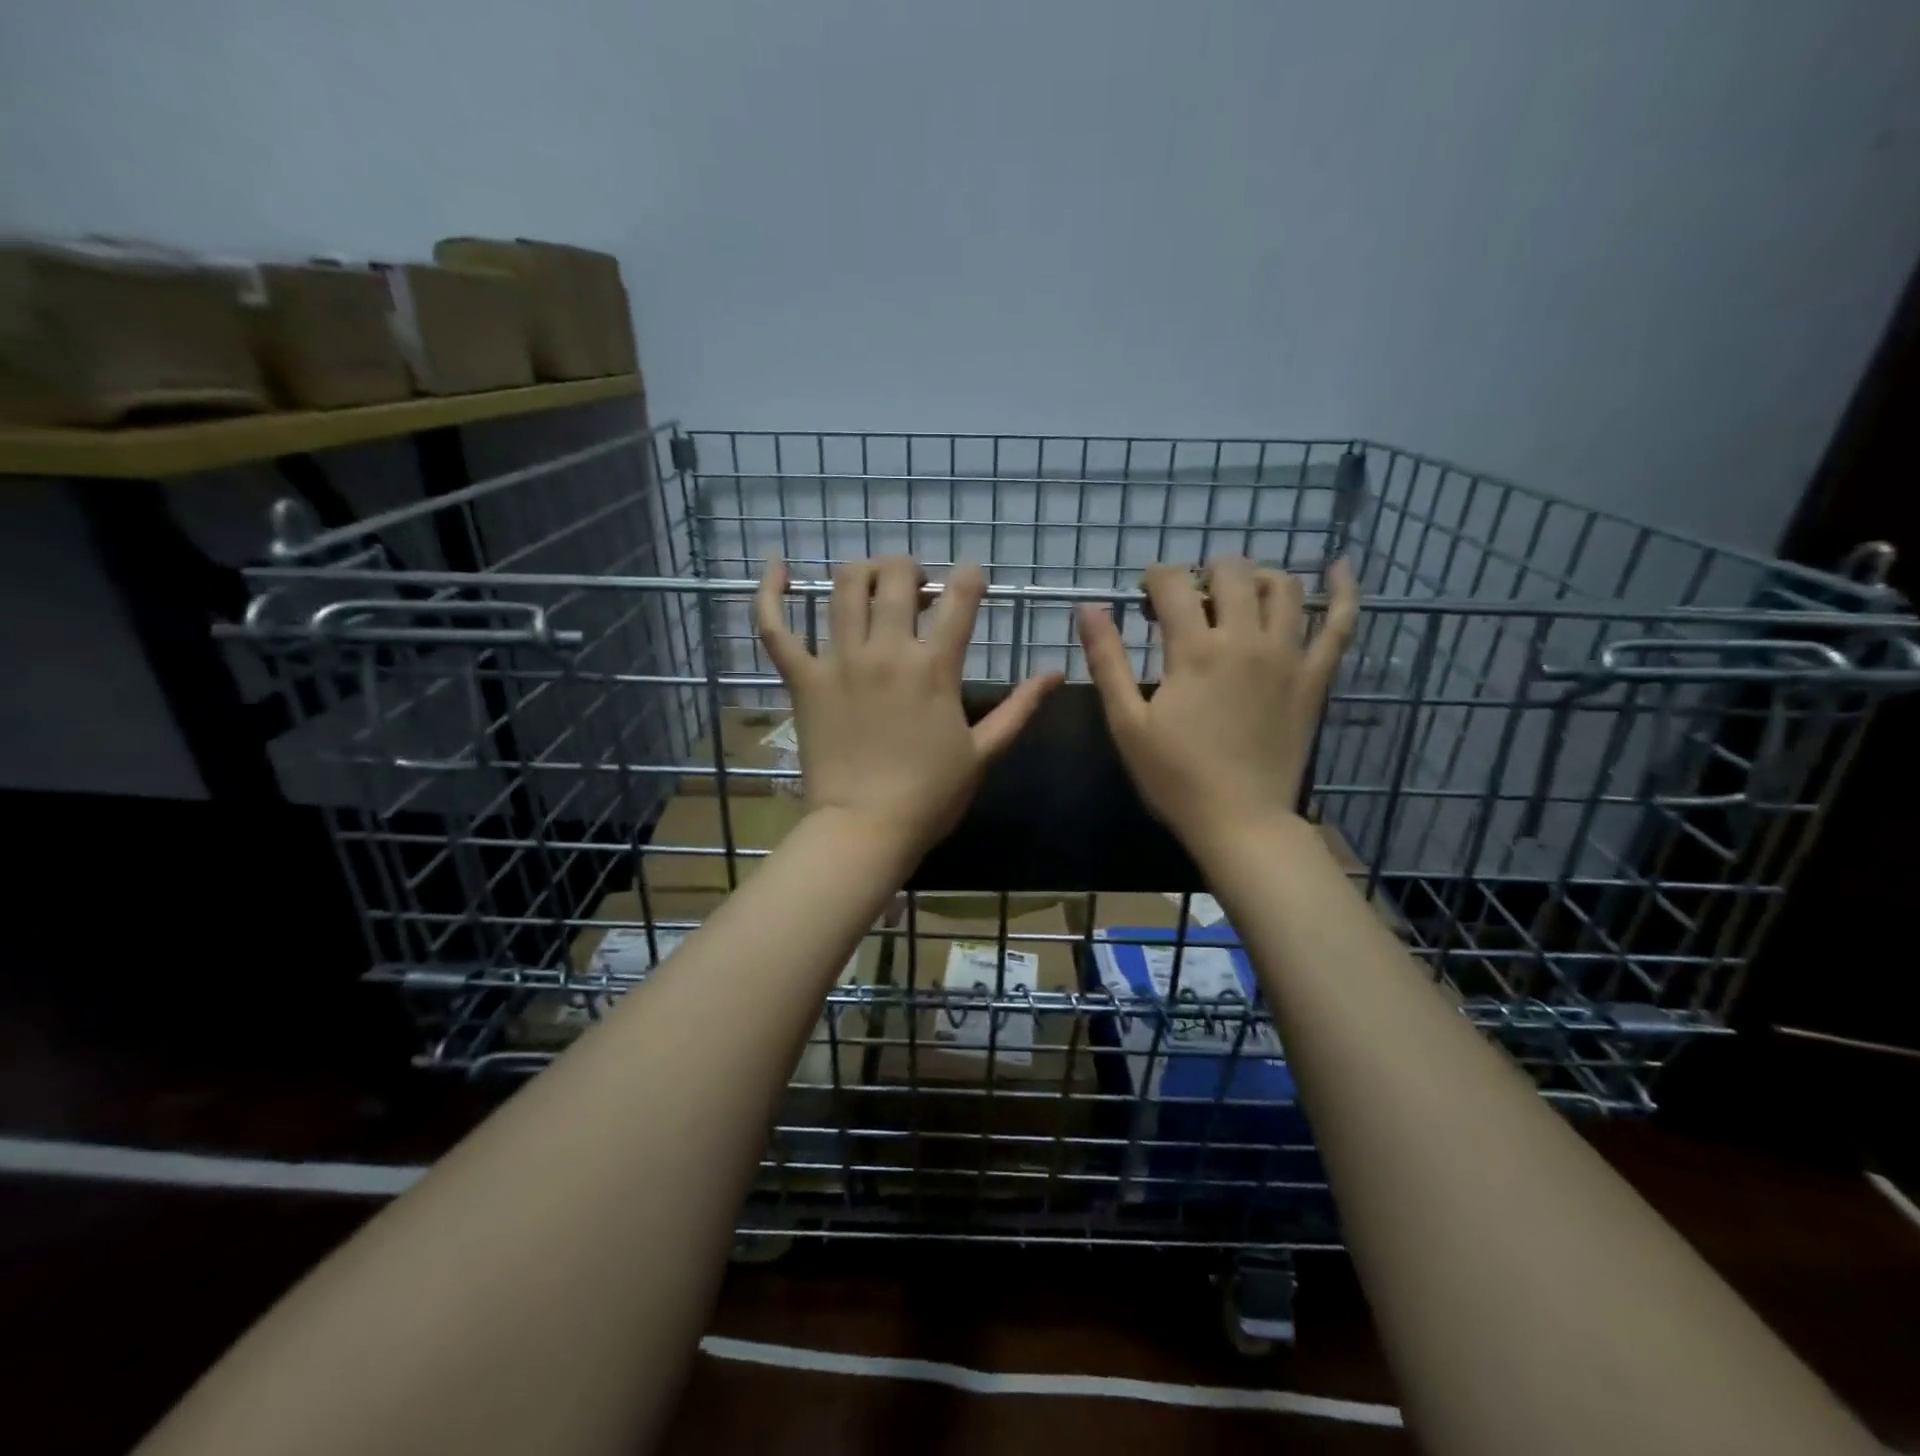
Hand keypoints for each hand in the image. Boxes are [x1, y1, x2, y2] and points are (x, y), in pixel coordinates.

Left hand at [756, 555, 1063, 862]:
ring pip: (845, 587)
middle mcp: (887, 650)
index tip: (972, 578)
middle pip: (897, 577)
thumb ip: (1020, 708)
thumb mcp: (984, 752)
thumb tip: (1056, 672)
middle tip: (916, 587)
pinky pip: (777, 628)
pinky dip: (770, 594)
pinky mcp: (803, 679)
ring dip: (863, 571)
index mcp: (935, 667)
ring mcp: (839, 661)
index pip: (960, 597)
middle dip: (912, 568)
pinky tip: (777, 566)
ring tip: (872, 581)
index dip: (971, 576)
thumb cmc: (930, 796)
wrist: (865, 829)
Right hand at [1078, 557, 1358, 856]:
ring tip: (1239, 595)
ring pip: (1283, 588)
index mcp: (1195, 651)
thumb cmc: (1175, 777)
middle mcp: (1245, 640)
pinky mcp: (1314, 678)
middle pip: (1232, 573)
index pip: (1174, 584)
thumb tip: (1089, 608)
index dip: (1156, 578)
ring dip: (1257, 578)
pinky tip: (1339, 568)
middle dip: (1205, 572)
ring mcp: (1288, 656)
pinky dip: (1343, 591)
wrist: (1240, 821)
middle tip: (1190, 602)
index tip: (1146, 595)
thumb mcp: (1127, 722)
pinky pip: (1340, 624)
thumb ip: (1107, 661)